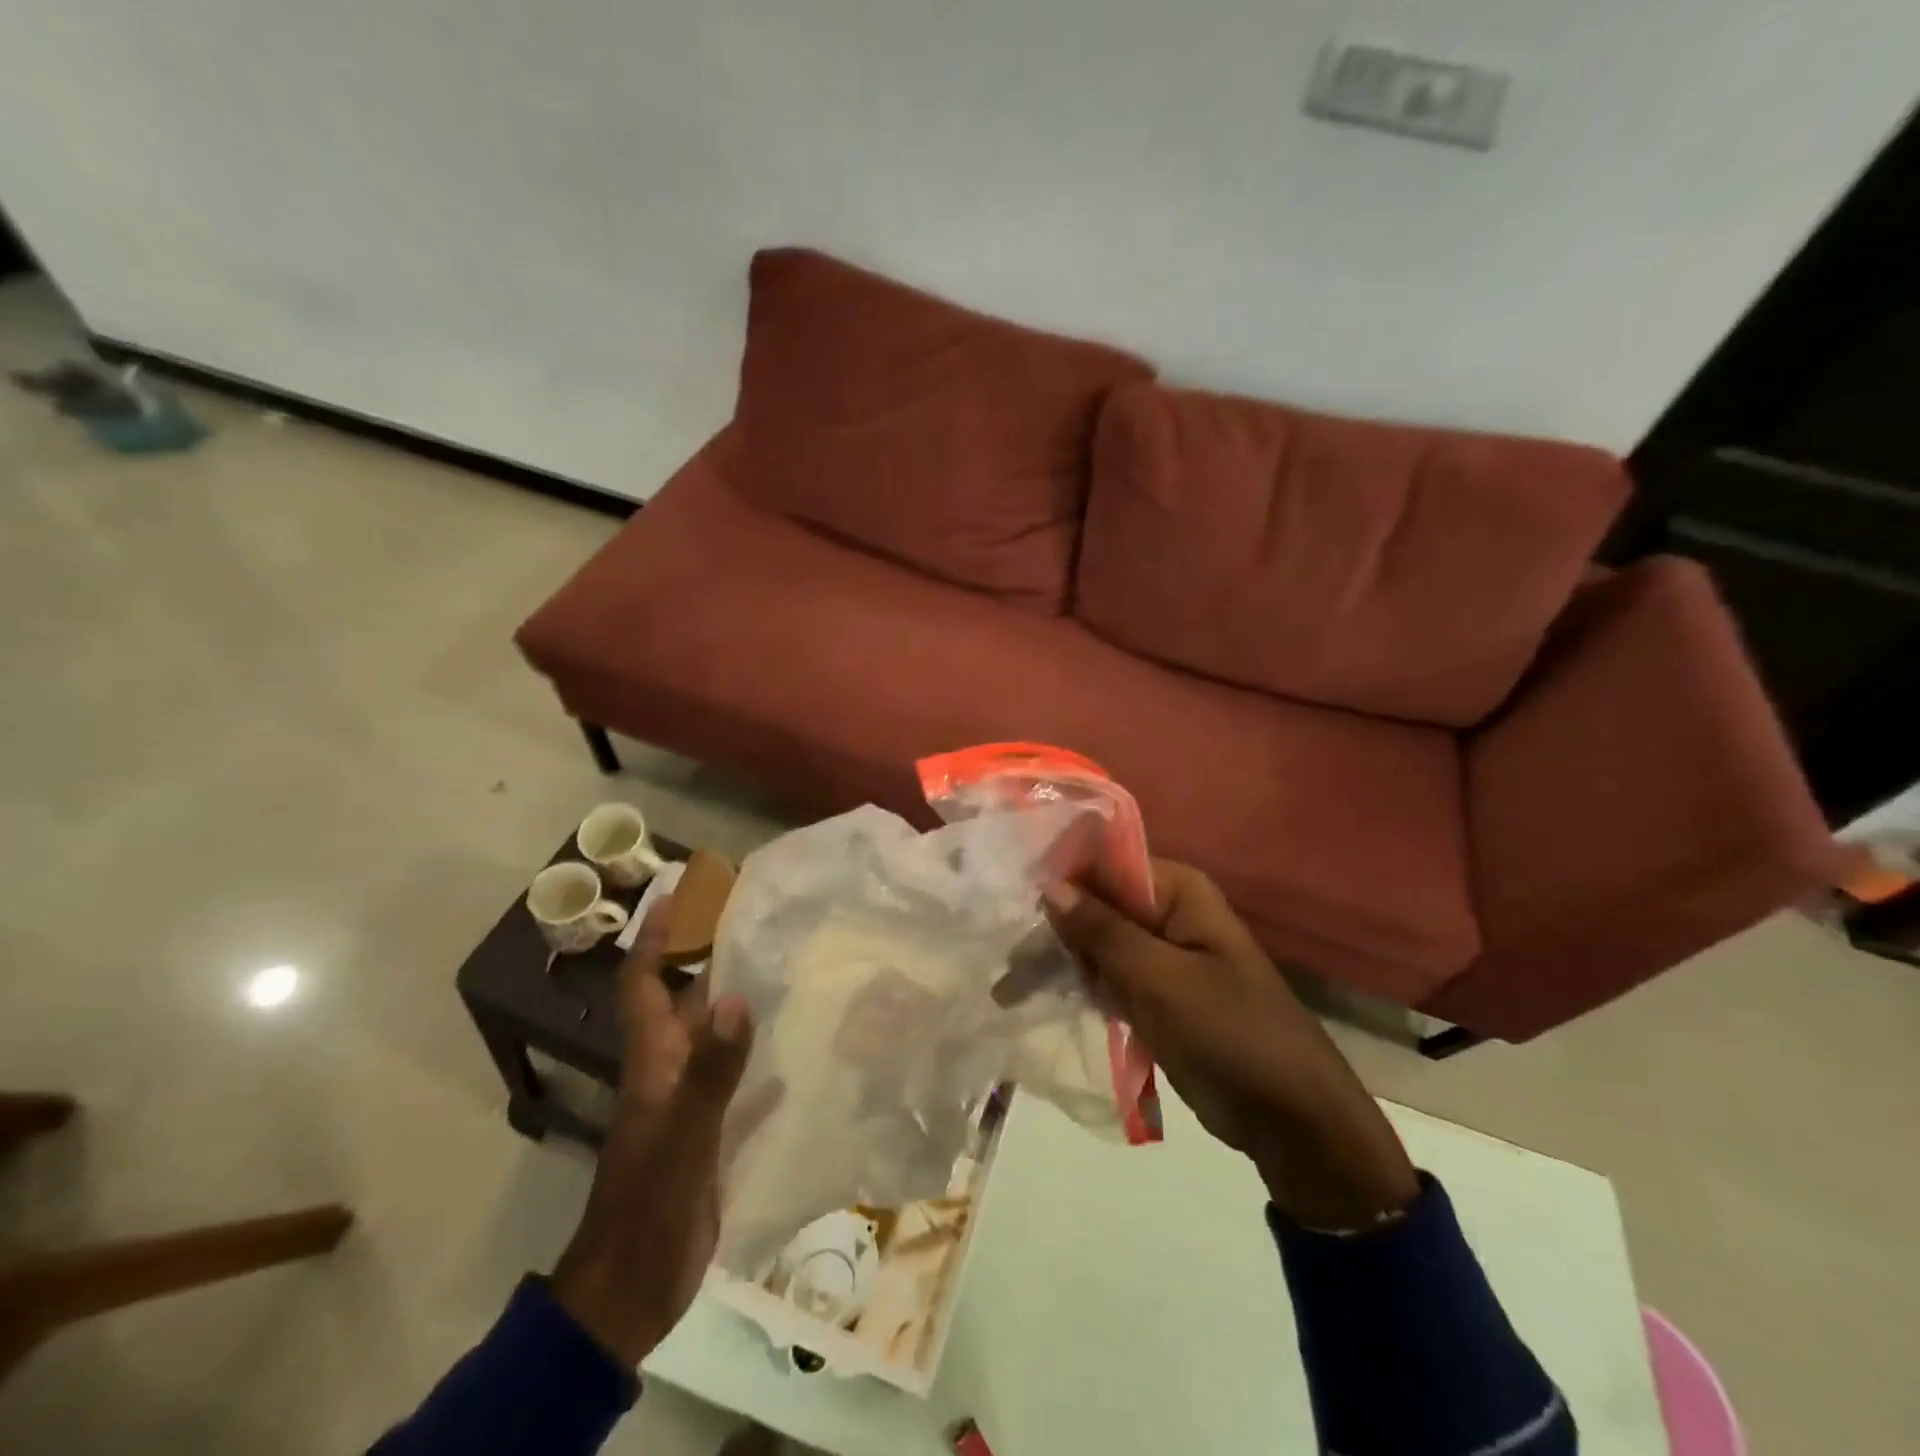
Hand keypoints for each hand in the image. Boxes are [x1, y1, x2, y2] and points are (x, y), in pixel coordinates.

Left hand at [550, 899, 758, 1365]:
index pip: (644, 983)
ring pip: (713, 1036)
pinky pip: (740, 1078)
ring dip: (739, 1002)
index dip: (653, 937)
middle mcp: (670, 1070)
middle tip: (758, 921)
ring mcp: (690, 1101)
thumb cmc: (651, 1202)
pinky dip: (762, 1056)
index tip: (676, 892)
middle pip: (684, 1001)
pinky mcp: (711, 1130)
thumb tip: (735, 997)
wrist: (635, 1287)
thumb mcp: (683, 1133)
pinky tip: (800, 1043)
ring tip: (788, 968)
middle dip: (709, 958)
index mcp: (653, 1060)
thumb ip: (710, 1069)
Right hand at [1044, 862, 1418, 1231]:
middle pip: (1096, 905)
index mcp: (1178, 892)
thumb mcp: (1159, 978)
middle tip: (1002, 958)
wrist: (1291, 1119)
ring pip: (1097, 944)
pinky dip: (1080, 987)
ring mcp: (1162, 956)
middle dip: (1053, 929)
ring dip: (1059, 962)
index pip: (1106, 865)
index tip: (1011, 901)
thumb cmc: (1230, 1033)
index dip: (1060, 879)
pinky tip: (1036, 998)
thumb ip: (1102, 930)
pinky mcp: (1157, 995)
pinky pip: (1109, 978)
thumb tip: (1049, 884)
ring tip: (1007, 986)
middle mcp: (1168, 913)